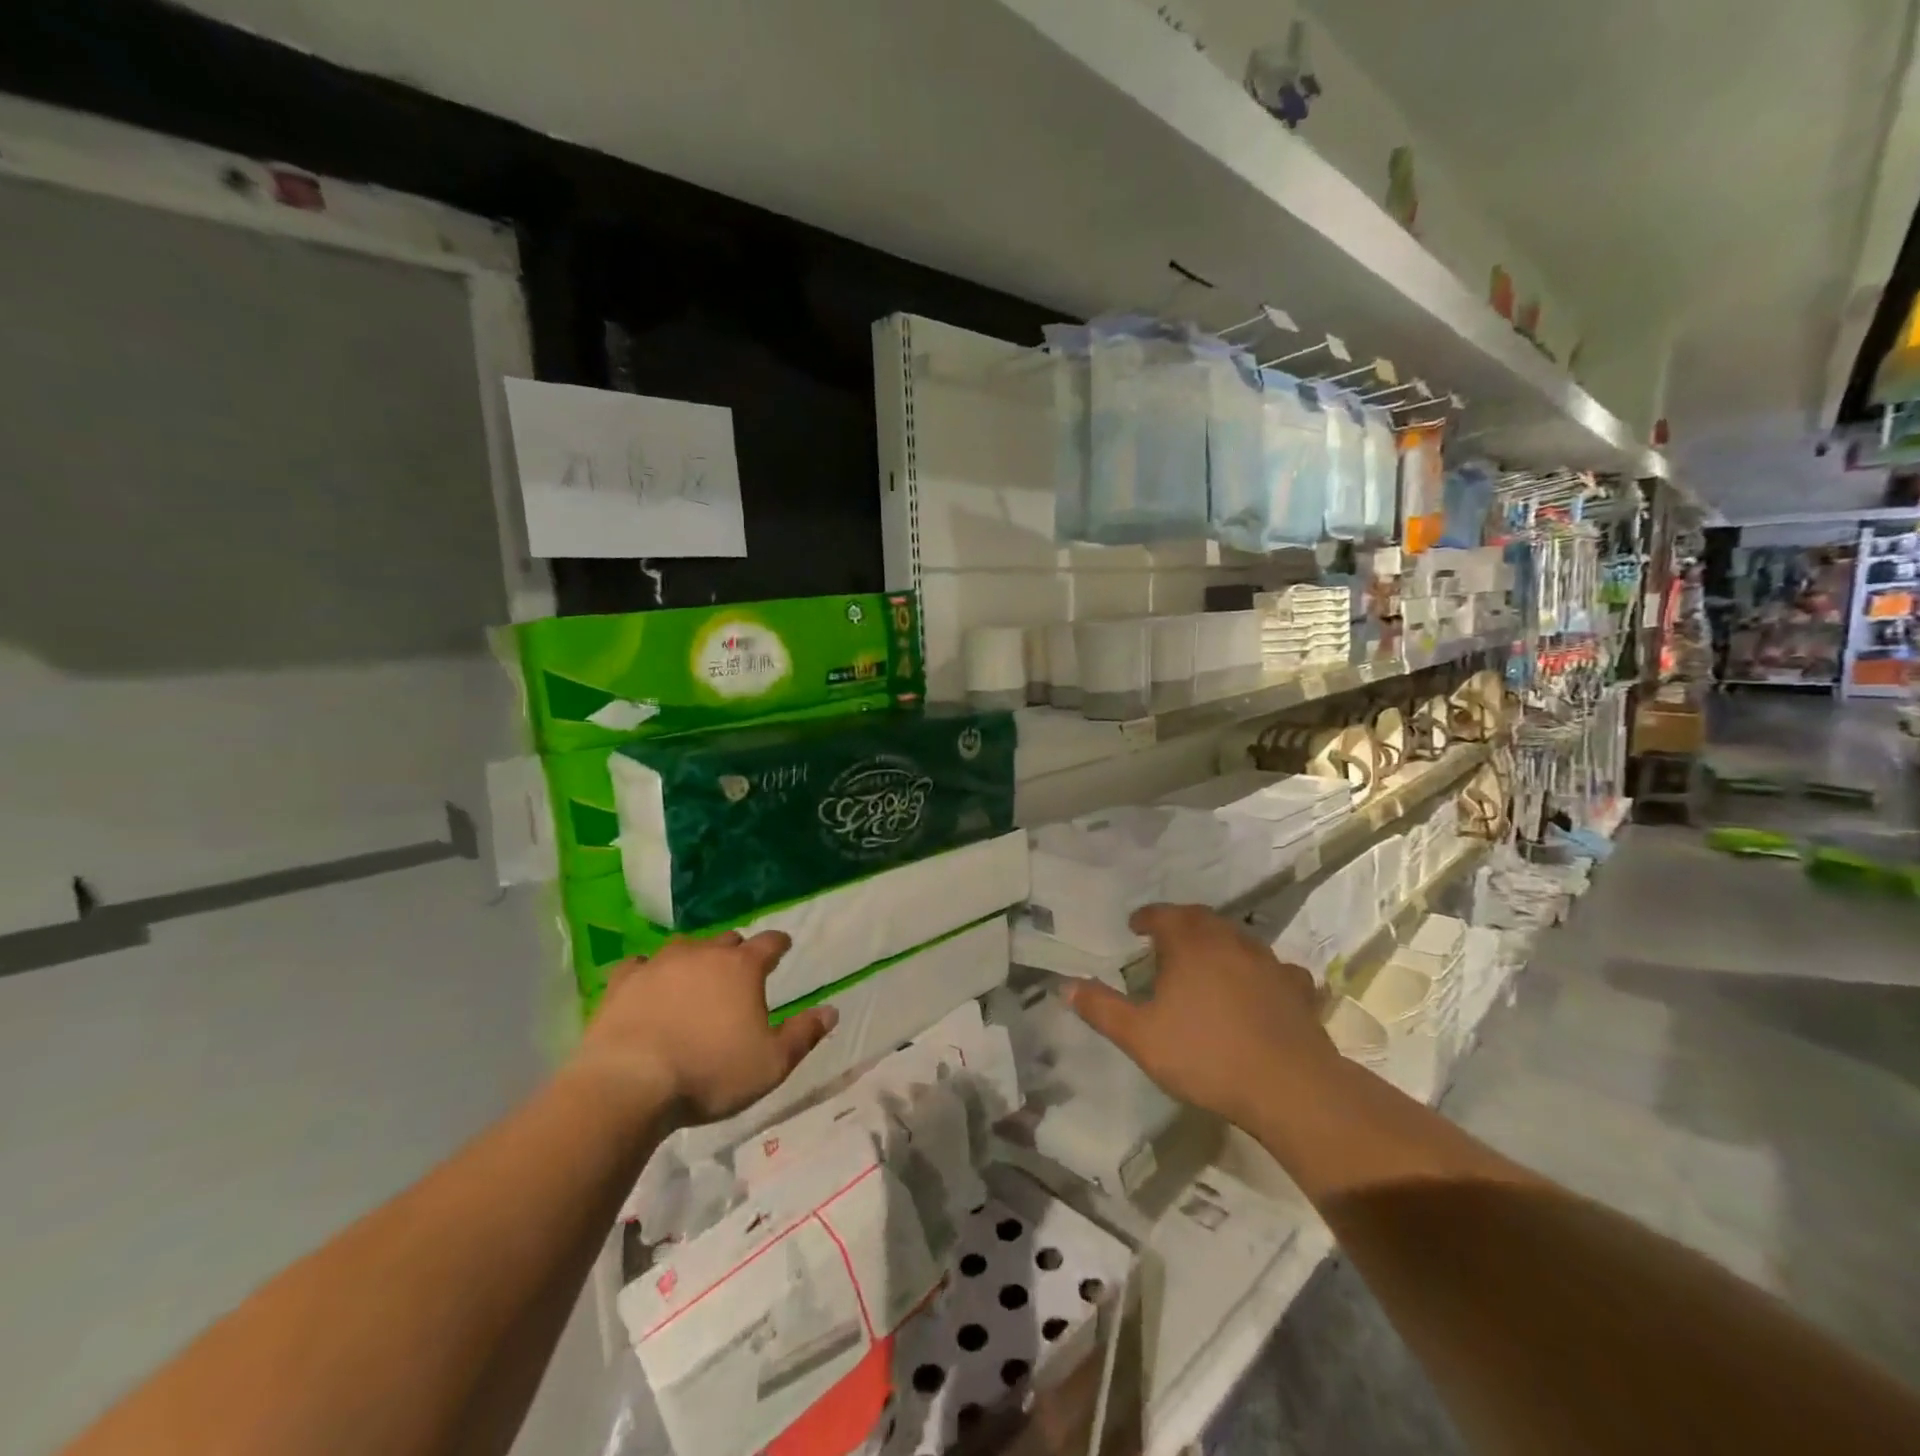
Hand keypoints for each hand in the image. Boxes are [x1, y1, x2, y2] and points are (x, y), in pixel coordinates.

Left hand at [571, 931, 836, 1124]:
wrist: (630, 1084)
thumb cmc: (710, 1074)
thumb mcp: (771, 1064)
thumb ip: (803, 1035)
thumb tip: (831, 1011)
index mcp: (743, 968)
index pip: (770, 943)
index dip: (779, 944)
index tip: (783, 948)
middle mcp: (704, 954)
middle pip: (727, 940)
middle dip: (737, 952)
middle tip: (739, 972)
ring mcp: (660, 964)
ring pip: (685, 947)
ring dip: (695, 958)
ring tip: (695, 977)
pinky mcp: (623, 982)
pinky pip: (639, 965)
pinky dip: (648, 972)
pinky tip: (647, 984)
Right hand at [1067, 904, 1338, 1132]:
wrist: (1289, 1087)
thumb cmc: (1206, 1055)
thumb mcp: (1140, 1037)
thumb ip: (1102, 1009)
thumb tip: (1065, 985)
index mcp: (1190, 944)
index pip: (1164, 914)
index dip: (1147, 917)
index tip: (1135, 926)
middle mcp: (1229, 941)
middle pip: (1202, 918)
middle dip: (1181, 923)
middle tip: (1166, 939)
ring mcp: (1268, 962)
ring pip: (1238, 938)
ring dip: (1219, 942)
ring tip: (1207, 960)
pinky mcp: (1296, 988)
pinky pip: (1275, 968)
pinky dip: (1260, 970)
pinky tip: (1260, 986)